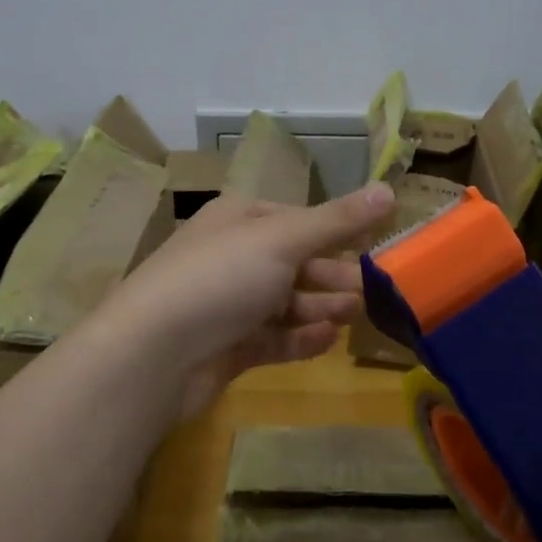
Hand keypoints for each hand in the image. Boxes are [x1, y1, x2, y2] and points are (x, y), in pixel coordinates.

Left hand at [108, 181, 393, 421]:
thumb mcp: (283, 239)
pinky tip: (326, 341)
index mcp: (240, 219)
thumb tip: (389, 188)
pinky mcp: (228, 346)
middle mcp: (233, 256)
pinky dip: (300, 338)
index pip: (300, 219)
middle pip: (296, 262)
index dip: (339, 232)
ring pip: (287, 302)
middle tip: (373, 292)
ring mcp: (229, 304)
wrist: (152, 354)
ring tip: (354, 315)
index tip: (377, 247)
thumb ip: (338, 220)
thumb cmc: (220, 278)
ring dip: (321, 307)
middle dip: (333, 274)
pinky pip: (273, 337)